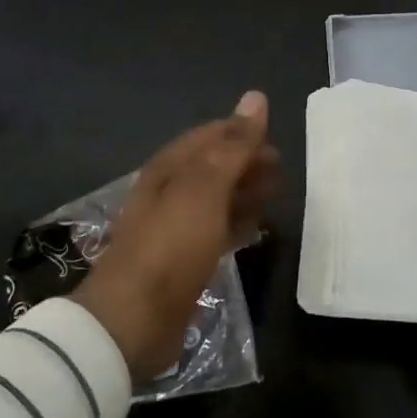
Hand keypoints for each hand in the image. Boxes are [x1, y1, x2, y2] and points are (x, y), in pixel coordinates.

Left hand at [75, 92, 280, 381]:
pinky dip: (239, 223)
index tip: (275, 138)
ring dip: (246, 192)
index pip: (209, 136)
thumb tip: (256, 97)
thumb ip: (233, 146)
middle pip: (214, 167)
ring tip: (279, 194)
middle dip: (247, 162)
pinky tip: (258, 228)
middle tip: (282, 169)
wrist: (133, 320)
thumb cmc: (170, 245)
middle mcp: (170, 192)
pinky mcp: (185, 261)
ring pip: (218, 199)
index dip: (241, 132)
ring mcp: (177, 228)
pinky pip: (218, 230)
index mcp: (169, 168)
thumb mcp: (204, 189)